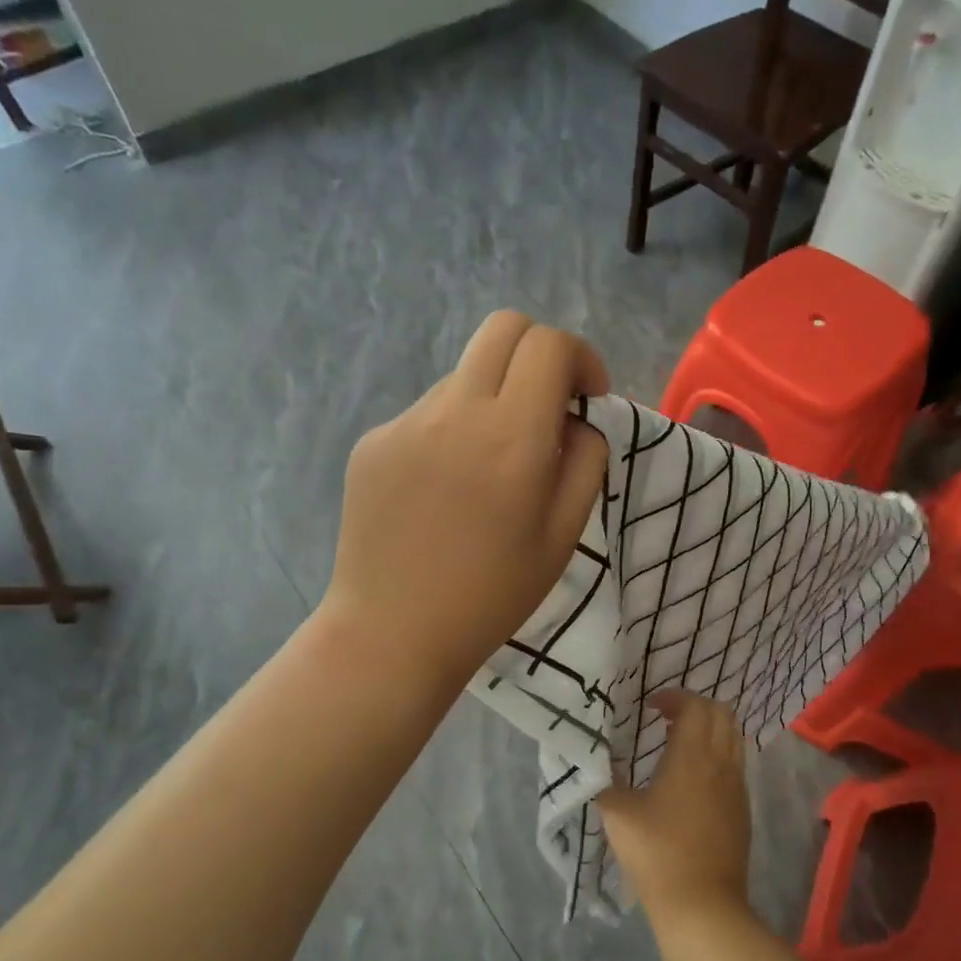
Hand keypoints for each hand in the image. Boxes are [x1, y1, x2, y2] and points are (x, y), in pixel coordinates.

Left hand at [321, 311, 609, 689]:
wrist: (392, 632)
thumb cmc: (491, 596)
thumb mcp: (563, 536)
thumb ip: (585, 461)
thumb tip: (575, 420)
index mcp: (512, 437)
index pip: (550, 344)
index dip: (581, 359)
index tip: (587, 400)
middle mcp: (455, 411)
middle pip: (504, 327)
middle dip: (540, 354)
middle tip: (547, 408)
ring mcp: (405, 422)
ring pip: (464, 375)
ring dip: (492, 399)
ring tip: (487, 471)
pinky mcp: (373, 441)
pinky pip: (426, 414)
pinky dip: (451, 431)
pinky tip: (443, 491)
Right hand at [597, 691, 752, 925]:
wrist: (703, 906)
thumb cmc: (657, 853)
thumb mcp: (616, 812)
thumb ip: (605, 778)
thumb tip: (597, 759)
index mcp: (693, 756)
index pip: (695, 706)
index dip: (674, 697)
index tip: (650, 706)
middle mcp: (721, 763)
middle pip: (721, 714)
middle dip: (694, 707)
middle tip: (665, 718)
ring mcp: (737, 787)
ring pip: (733, 738)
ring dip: (709, 729)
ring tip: (679, 743)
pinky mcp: (742, 810)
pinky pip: (734, 764)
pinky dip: (717, 753)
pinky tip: (692, 777)